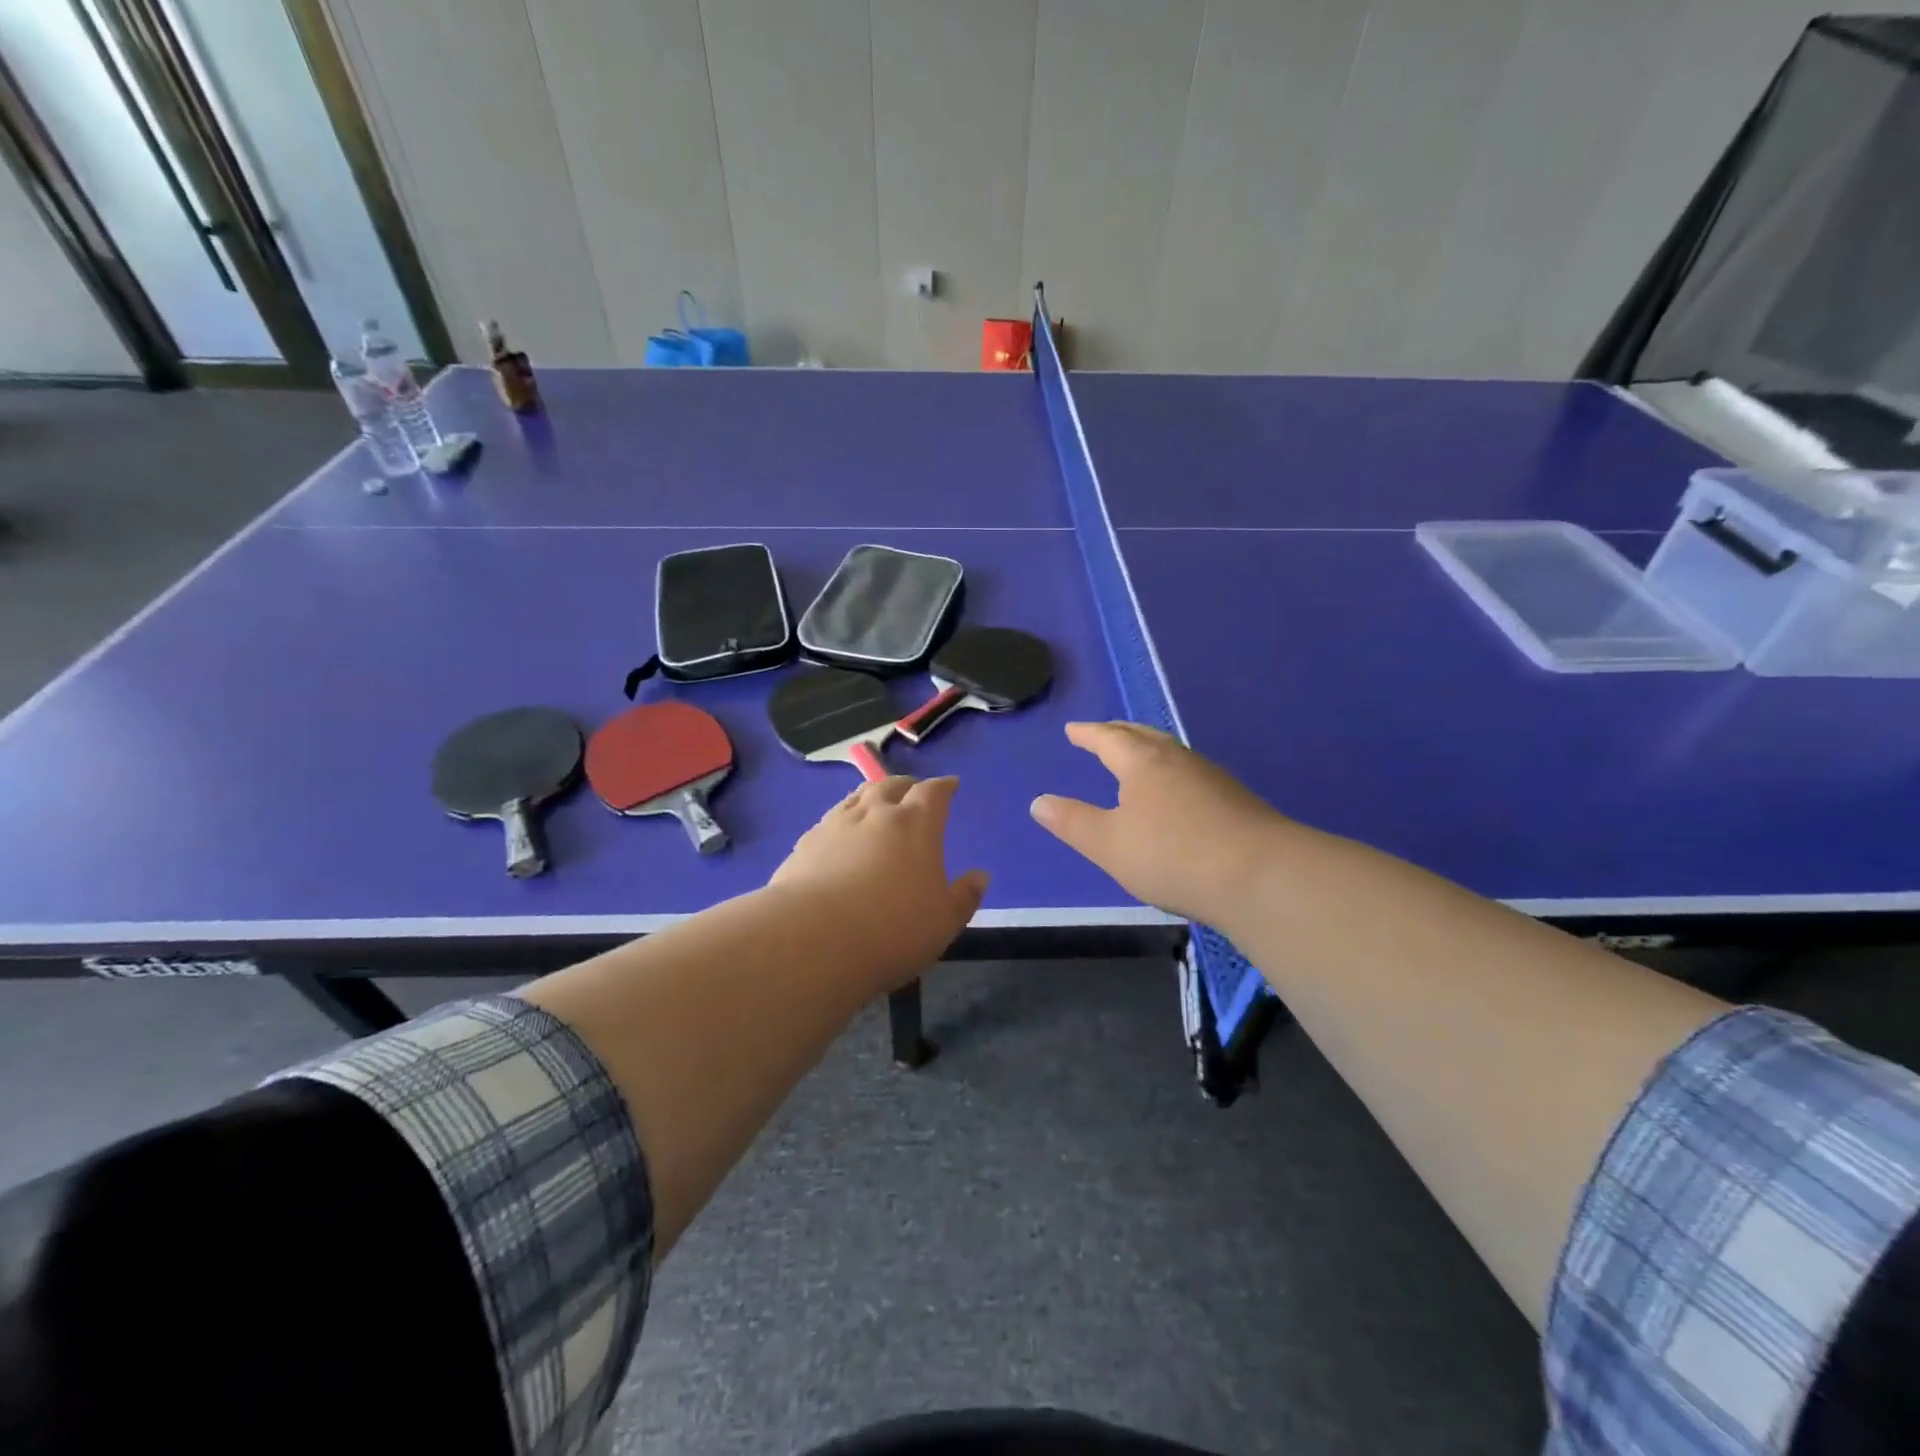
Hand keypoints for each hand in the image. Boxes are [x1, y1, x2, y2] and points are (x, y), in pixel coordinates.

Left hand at [771, 776, 988, 982]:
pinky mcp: (805, 843)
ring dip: (871, 796)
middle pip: (892, 785)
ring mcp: (836, 824)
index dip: (944, 786)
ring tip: (876, 804)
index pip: (933, 792)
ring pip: (857, 797)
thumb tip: (980, 875)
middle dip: (906, 785)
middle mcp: (876, 813)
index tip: (950, 785)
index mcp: (916, 824)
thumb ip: (965, 896)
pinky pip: (830, 821)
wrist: (814, 939)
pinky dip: (843, 821)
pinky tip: (840, 836)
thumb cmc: (893, 929)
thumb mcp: (944, 921)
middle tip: (912, 791)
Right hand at [1030, 722, 1285, 925]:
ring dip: (1148, 750)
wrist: (1260, 876)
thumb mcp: (1109, 844)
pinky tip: (1176, 794)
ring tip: (1137, 758)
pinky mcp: (1234, 801)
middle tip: (1103, 732)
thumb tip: (1039, 801)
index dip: (1089, 734)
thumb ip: (1072, 822)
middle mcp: (1177, 760)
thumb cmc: (1172, 855)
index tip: (1073, 730)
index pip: (1109, 738)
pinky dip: (1170, 773)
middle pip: (1144, 736)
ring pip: (1171, 753)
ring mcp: (1211, 778)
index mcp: (1143, 763)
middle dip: (1119, 733)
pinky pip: (1190, 774)